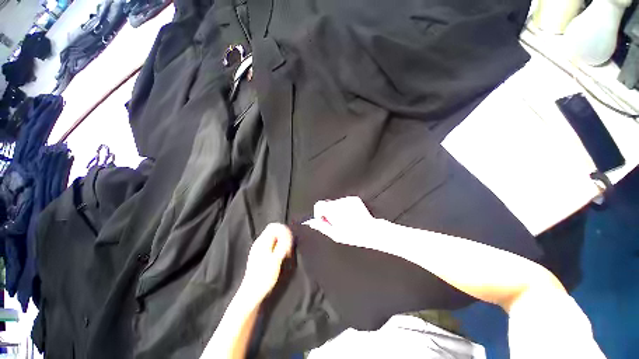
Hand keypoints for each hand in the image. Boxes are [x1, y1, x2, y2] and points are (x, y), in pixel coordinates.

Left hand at [239, 223, 292, 305]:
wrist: (252, 293)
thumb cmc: (263, 278)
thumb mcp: (275, 260)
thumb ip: (282, 245)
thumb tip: (287, 233)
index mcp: (262, 243)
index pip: (274, 227)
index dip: (284, 230)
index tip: (290, 240)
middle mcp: (260, 243)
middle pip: (274, 231)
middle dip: (284, 235)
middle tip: (289, 246)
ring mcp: (260, 249)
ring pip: (274, 237)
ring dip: (282, 241)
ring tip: (287, 251)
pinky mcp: (261, 255)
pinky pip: (272, 244)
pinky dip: (279, 246)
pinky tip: (282, 255)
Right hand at [305, 196, 380, 249]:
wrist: (370, 230)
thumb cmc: (352, 235)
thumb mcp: (334, 234)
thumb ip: (321, 226)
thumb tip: (312, 222)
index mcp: (333, 210)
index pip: (319, 205)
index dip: (319, 213)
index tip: (323, 219)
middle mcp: (340, 202)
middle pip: (328, 204)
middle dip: (328, 212)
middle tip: (335, 222)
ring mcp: (348, 199)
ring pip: (336, 203)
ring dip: (337, 210)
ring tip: (345, 220)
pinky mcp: (354, 199)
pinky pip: (344, 201)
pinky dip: (345, 207)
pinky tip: (350, 216)